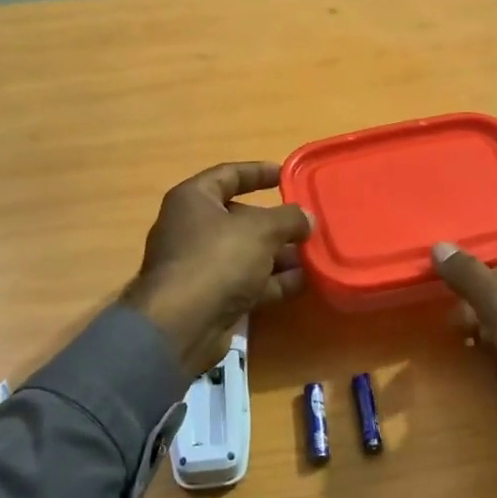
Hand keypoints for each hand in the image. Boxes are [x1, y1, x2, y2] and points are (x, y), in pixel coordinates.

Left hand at [123, 163, 313, 373]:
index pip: (228, 174)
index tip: (285, 174)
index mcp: (193, 200)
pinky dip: (273, 281)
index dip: (257, 172)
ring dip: (280, 254)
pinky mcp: (210, 297)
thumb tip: (308, 218)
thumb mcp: (260, 230)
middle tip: (308, 223)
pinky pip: (247, 281)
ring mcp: (200, 265)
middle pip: (240, 217)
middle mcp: (192, 229)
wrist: (182, 325)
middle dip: (276, 222)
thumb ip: (288, 218)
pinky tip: (304, 281)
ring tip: (315, 253)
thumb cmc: (217, 259)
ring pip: (246, 252)